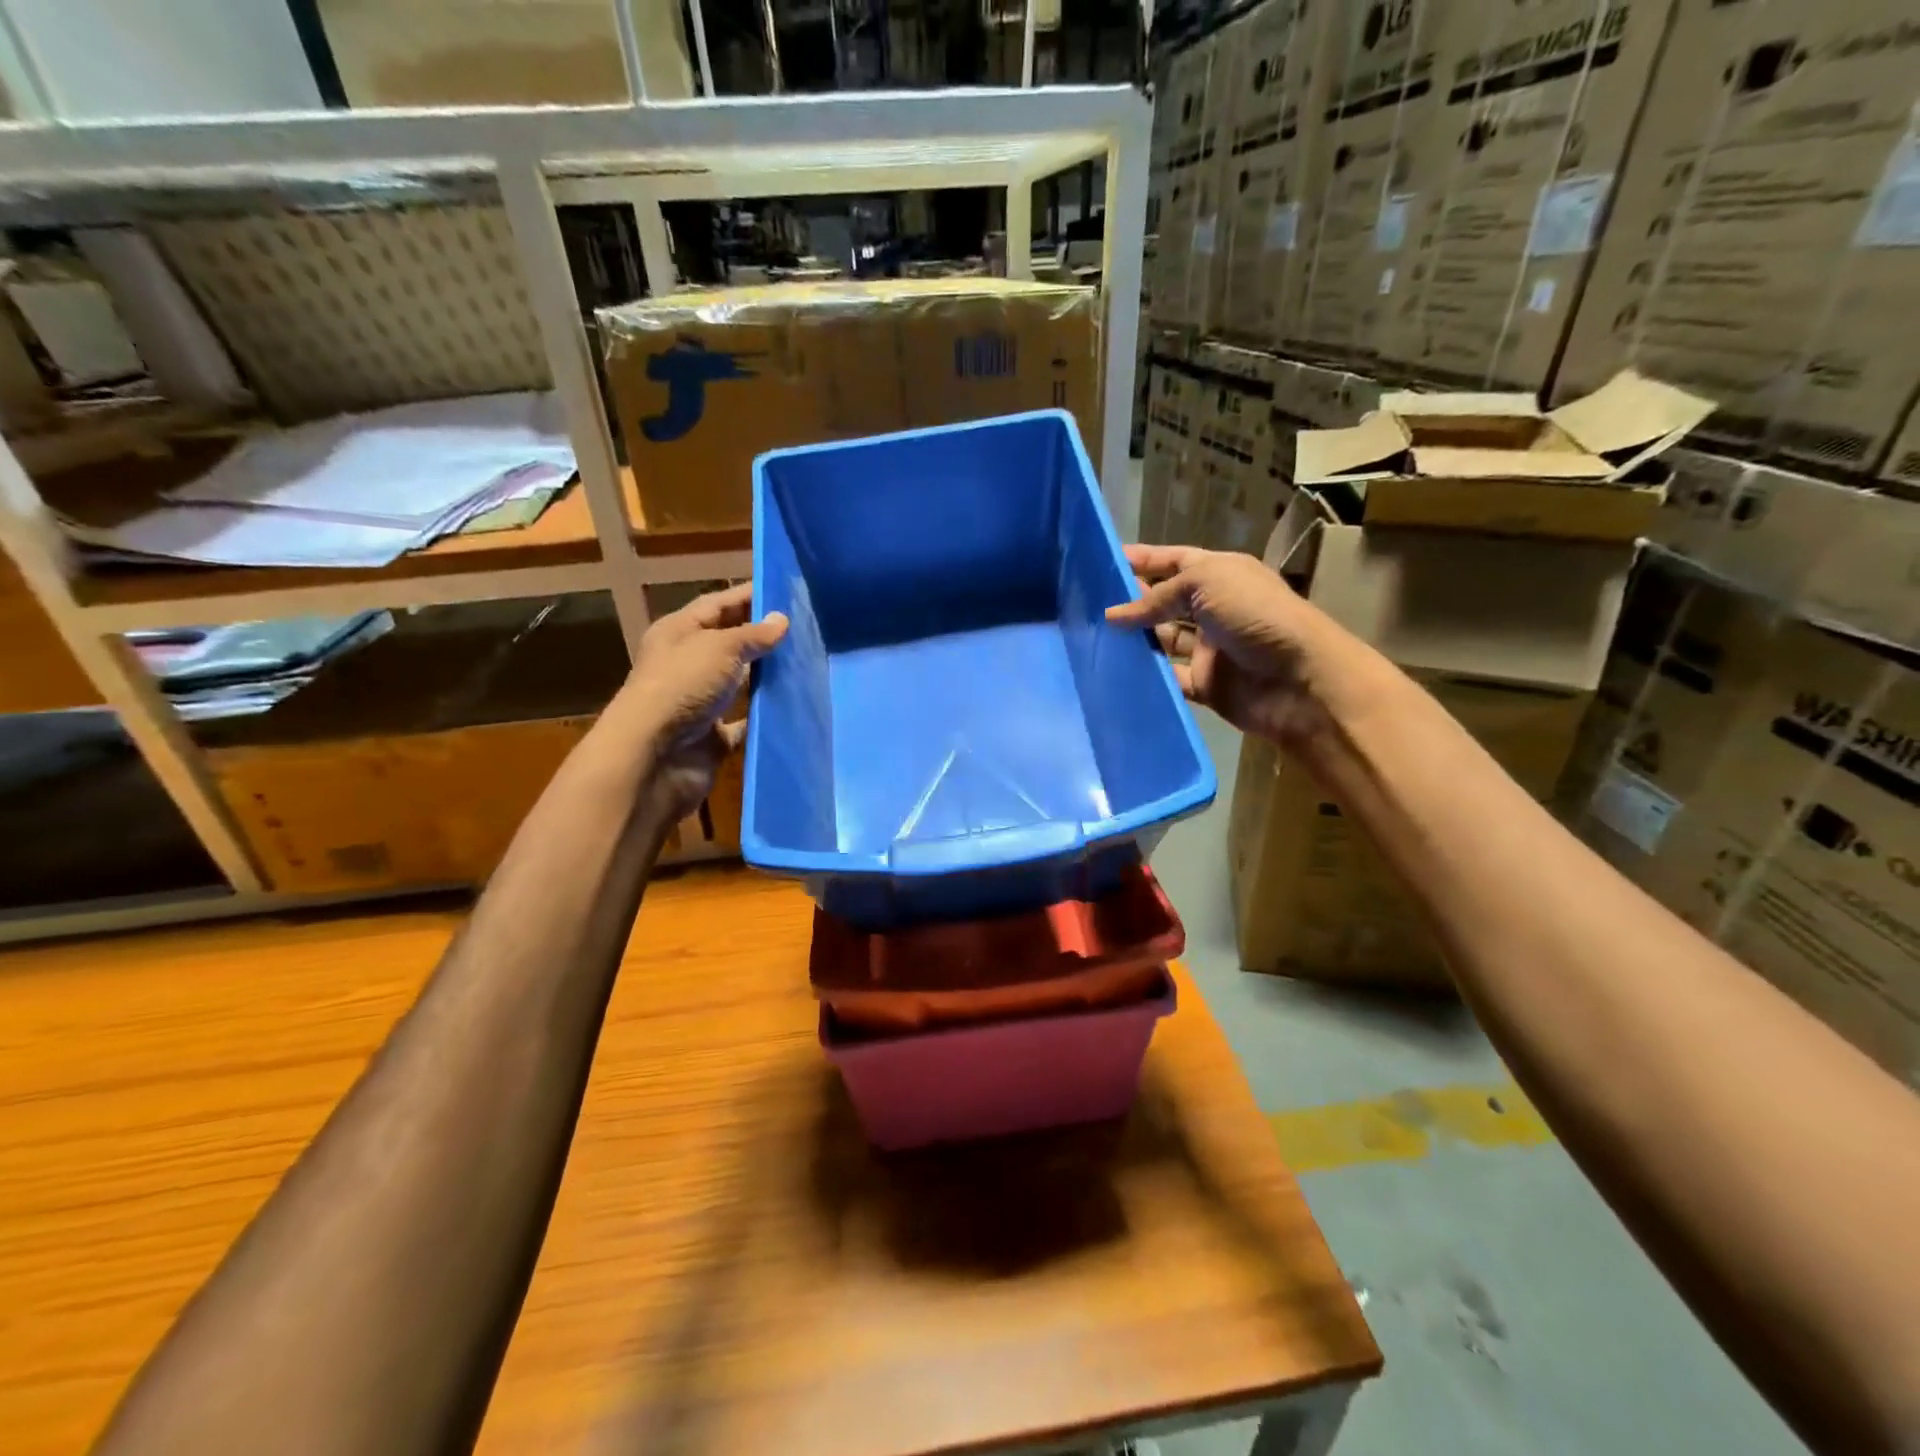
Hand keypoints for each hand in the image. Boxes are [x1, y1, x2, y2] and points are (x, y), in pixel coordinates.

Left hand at [616, 582, 788, 823]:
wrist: (655, 756)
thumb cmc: (682, 686)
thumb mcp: (720, 647)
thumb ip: (753, 634)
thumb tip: (782, 620)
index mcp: (679, 633)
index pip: (717, 604)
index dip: (747, 595)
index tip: (784, 590)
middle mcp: (688, 664)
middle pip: (729, 643)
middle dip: (762, 636)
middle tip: (805, 628)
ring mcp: (700, 702)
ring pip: (739, 683)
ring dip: (766, 676)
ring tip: (807, 664)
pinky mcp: (713, 736)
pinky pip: (744, 722)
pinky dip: (764, 717)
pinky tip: (794, 706)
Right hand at [1104, 544, 1328, 745]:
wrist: (1299, 679)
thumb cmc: (1255, 616)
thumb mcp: (1205, 584)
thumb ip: (1156, 598)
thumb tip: (1113, 616)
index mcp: (1220, 575)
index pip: (1176, 561)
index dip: (1144, 559)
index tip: (1105, 561)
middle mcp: (1214, 609)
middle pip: (1165, 602)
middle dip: (1132, 602)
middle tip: (1088, 605)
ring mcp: (1208, 649)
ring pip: (1162, 641)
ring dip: (1134, 639)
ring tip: (1093, 638)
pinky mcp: (1204, 685)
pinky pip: (1168, 678)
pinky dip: (1146, 675)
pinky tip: (1115, 671)